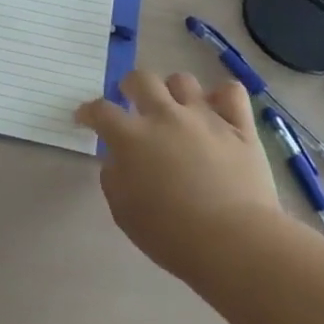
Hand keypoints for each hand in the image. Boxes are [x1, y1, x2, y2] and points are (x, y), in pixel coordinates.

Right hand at [76, 68, 277, 282]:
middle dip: (130, 86)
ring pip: (183, 80)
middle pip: (140, 79)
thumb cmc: (171, 236)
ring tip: (176, 108)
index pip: (100, 111)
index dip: (88, 111)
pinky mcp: (239, 127)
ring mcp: (205, 117)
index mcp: (131, 138)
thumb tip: (117, 160)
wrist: (234, 243)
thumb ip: (114, 179)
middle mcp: (165, 116)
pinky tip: (217, 110)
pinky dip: (222, 96)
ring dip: (173, 90)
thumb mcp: (124, 213)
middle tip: (131, 101)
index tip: (84, 117)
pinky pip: (231, 92)